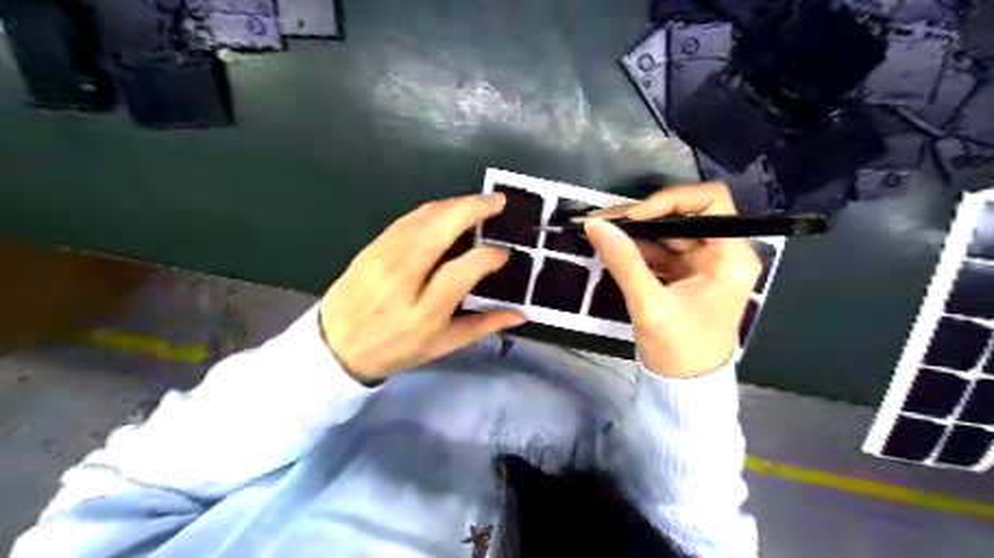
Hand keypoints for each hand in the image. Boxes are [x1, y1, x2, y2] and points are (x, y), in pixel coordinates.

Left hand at [326, 194, 526, 382]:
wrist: (334, 345)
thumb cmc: (394, 349)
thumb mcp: (441, 347)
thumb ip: (482, 327)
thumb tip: (520, 314)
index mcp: (421, 313)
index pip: (458, 273)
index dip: (485, 258)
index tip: (503, 253)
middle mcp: (400, 280)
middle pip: (437, 231)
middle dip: (471, 209)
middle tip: (498, 202)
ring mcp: (382, 259)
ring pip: (422, 219)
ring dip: (454, 204)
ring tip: (479, 203)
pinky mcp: (371, 247)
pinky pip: (406, 220)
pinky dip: (433, 210)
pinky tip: (448, 209)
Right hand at [583, 183, 763, 378]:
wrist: (684, 386)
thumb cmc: (679, 349)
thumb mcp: (650, 305)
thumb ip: (624, 261)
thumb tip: (595, 224)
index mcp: (731, 256)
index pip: (710, 202)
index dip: (671, 200)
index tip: (634, 216)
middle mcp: (721, 252)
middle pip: (684, 215)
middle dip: (642, 215)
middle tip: (602, 219)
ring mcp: (701, 263)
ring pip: (667, 231)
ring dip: (634, 230)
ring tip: (599, 228)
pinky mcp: (683, 273)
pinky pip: (659, 249)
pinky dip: (635, 246)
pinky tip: (610, 244)